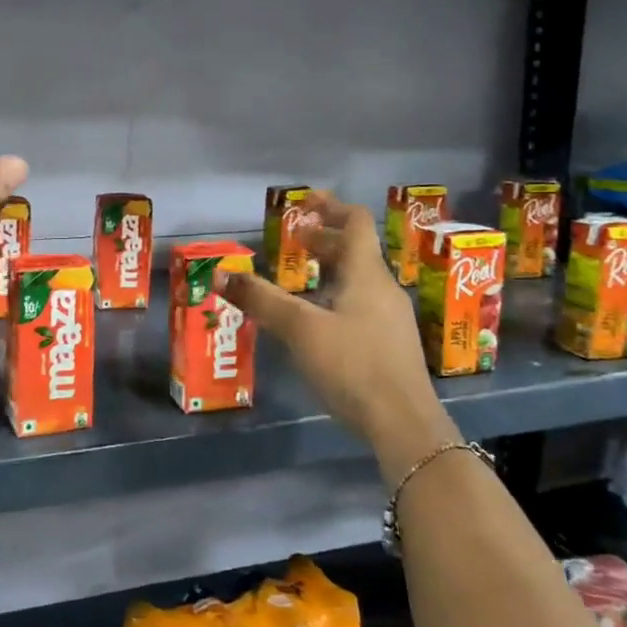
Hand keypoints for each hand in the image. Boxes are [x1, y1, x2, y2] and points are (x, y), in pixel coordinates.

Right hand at [217, 191, 457, 479]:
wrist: (404, 424)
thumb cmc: (353, 365)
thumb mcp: (301, 329)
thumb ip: (262, 300)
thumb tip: (222, 274)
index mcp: (367, 274)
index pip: (356, 223)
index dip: (331, 207)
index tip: (305, 202)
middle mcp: (383, 290)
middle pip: (356, 252)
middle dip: (324, 242)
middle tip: (292, 243)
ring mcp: (391, 319)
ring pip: (358, 281)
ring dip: (330, 271)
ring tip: (298, 281)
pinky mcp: (390, 346)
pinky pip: (361, 306)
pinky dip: (336, 298)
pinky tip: (317, 322)